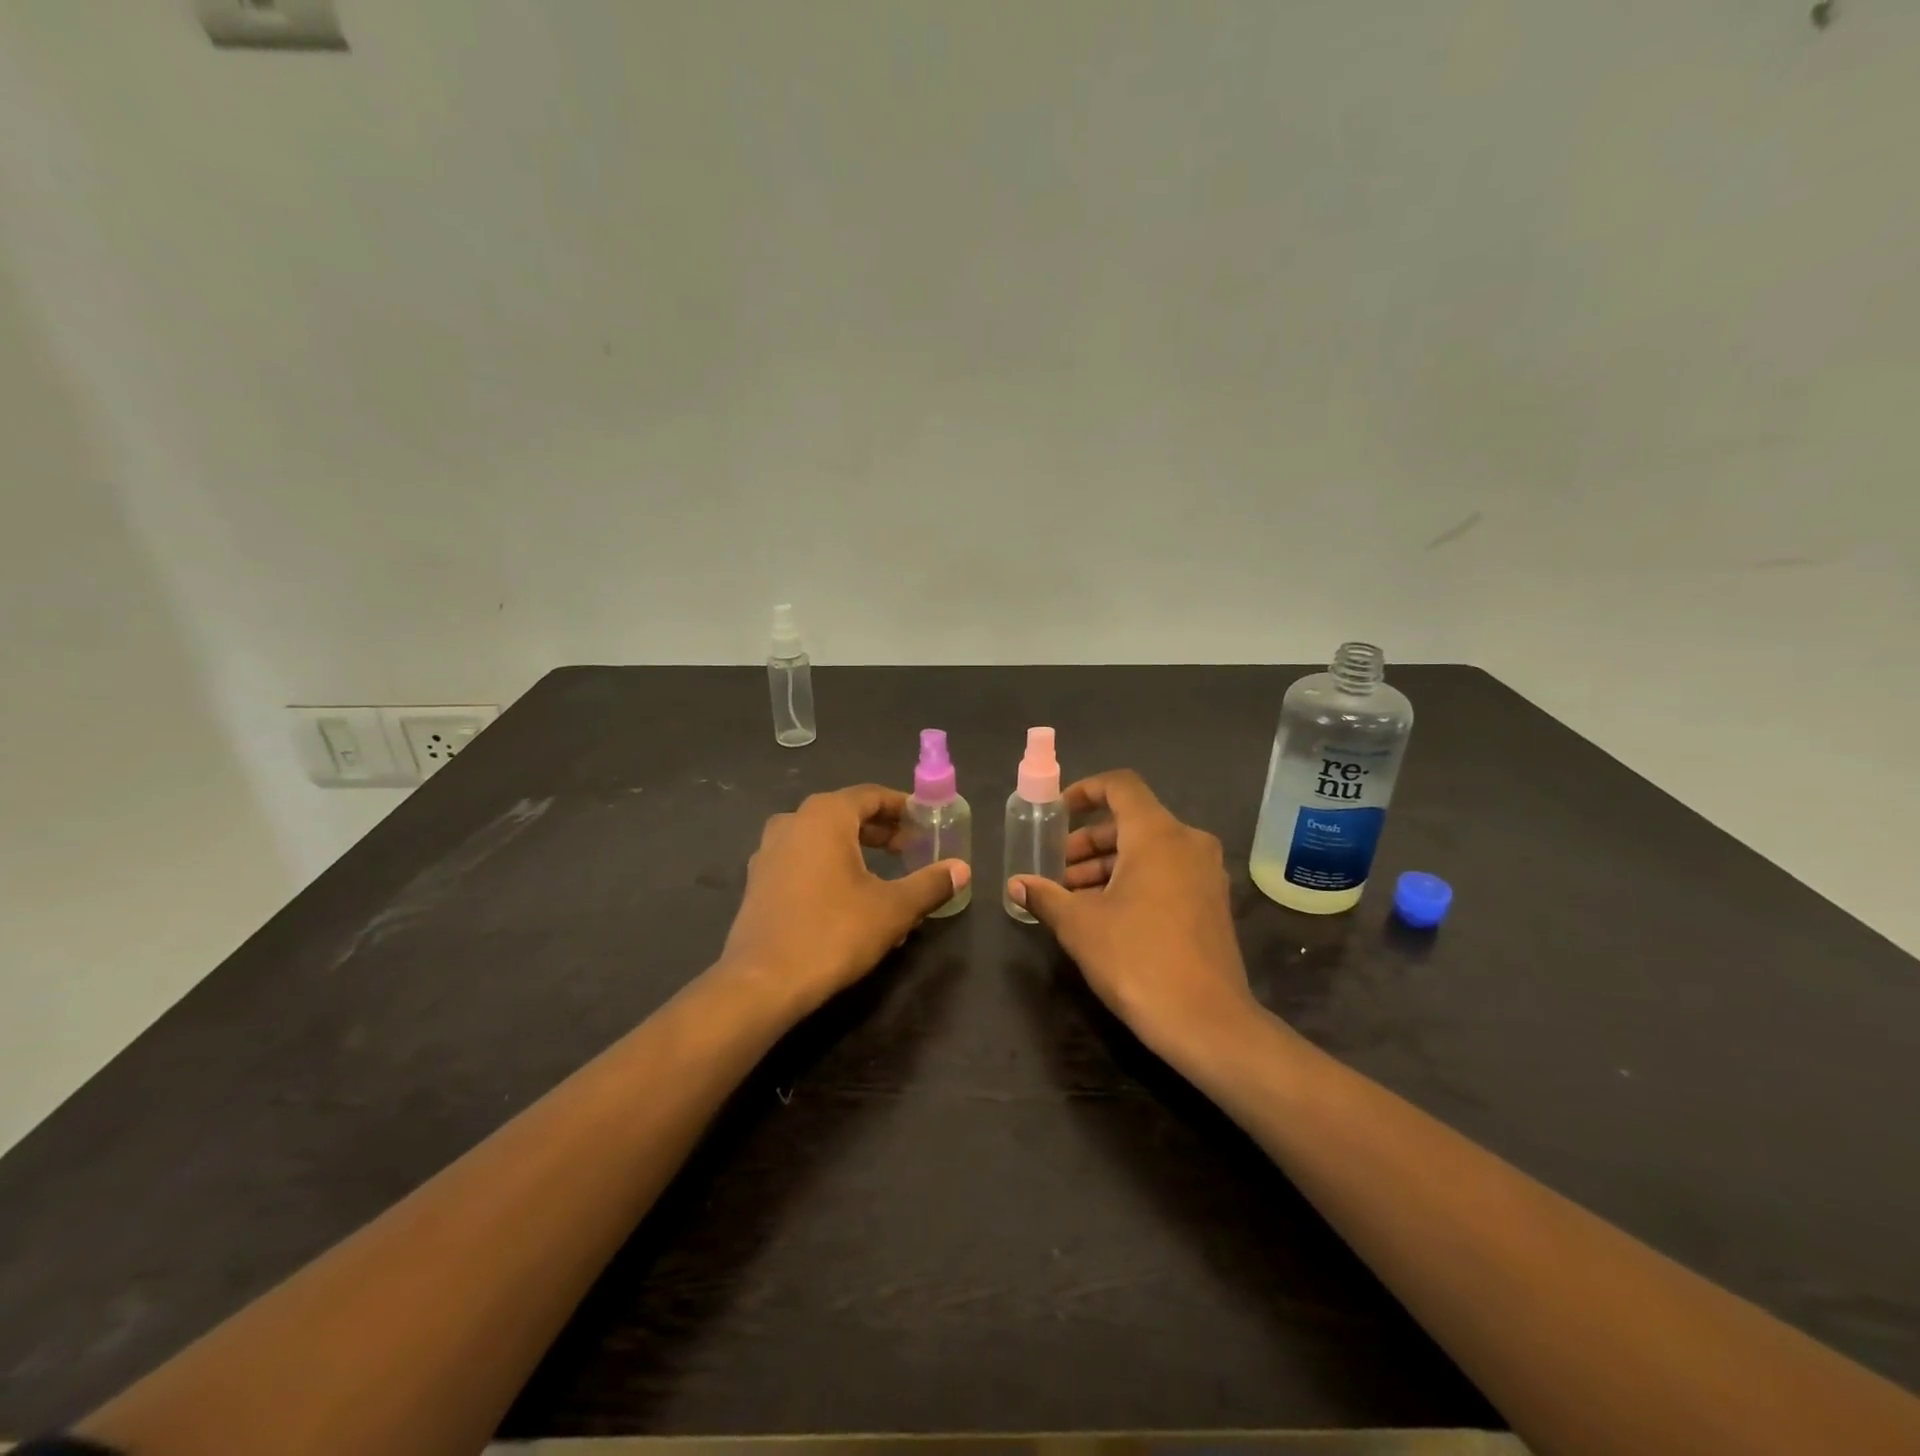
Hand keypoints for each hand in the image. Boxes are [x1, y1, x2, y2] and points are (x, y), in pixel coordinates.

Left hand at [719, 785, 968, 1015]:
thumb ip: (930, 884)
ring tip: (885, 874)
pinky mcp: (758, 881)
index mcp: (824, 816)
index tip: (926, 822)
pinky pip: (803, 860)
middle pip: (845, 814)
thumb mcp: (893, 908)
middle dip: (881, 830)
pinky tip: (849, 898)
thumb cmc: (833, 933)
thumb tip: (962, 869)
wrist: (762, 983)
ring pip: (823, 838)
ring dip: (856, 850)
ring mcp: (769, 851)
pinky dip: (830, 867)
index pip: (871, 795)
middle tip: (911, 848)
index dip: (902, 806)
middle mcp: (792, 822)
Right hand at [1009, 770, 1257, 1060]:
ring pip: (1149, 849)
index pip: (1120, 786)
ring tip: (1073, 897)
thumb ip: (1046, 896)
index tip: (1058, 814)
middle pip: (1132, 821)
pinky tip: (1106, 914)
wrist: (1207, 1022)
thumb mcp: (1080, 925)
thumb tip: (1017, 884)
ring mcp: (1206, 873)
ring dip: (1108, 865)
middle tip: (1057, 870)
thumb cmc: (1137, 960)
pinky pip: (1167, 872)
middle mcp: (1188, 842)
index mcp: (1157, 834)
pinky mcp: (1213, 902)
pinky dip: (1135, 880)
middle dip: (1089, 841)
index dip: (1085, 791)